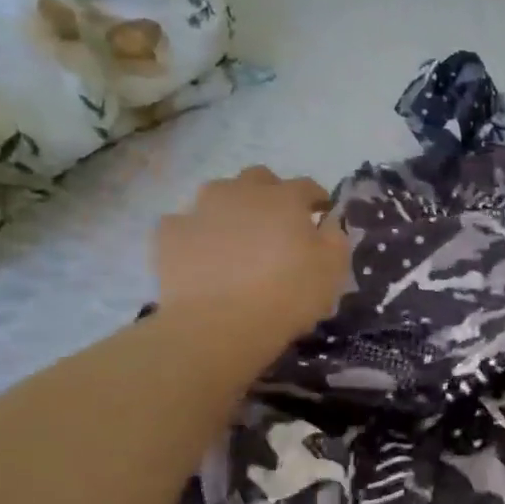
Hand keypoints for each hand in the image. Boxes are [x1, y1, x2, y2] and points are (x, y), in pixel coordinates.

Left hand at [155, 167, 350, 342]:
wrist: (218, 325)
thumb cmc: (287, 295)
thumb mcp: (333, 269)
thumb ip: (335, 237)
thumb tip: (328, 222)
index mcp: (285, 198)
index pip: (307, 186)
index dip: (317, 199)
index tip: (321, 215)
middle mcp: (242, 192)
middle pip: (259, 178)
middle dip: (271, 193)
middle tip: (277, 223)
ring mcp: (201, 209)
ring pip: (219, 193)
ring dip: (232, 207)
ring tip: (237, 236)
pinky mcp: (169, 233)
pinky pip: (185, 223)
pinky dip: (197, 233)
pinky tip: (202, 254)